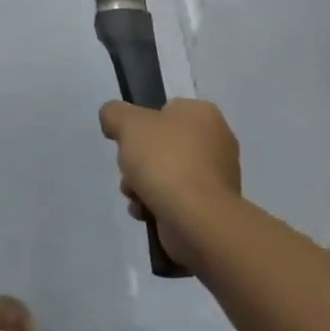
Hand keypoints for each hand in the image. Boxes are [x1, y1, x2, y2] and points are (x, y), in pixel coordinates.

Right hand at [99, 98, 240, 266]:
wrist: (196, 219)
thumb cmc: (166, 161)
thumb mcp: (128, 123)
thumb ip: (114, 113)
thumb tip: (113, 120)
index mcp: (203, 114)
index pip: (165, 110)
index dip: (141, 124)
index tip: (129, 139)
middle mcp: (216, 142)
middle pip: (161, 145)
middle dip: (137, 161)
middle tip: (129, 170)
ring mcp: (216, 178)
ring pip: (165, 174)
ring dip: (142, 185)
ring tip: (135, 196)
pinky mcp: (210, 209)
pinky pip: (175, 200)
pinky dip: (157, 205)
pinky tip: (146, 212)